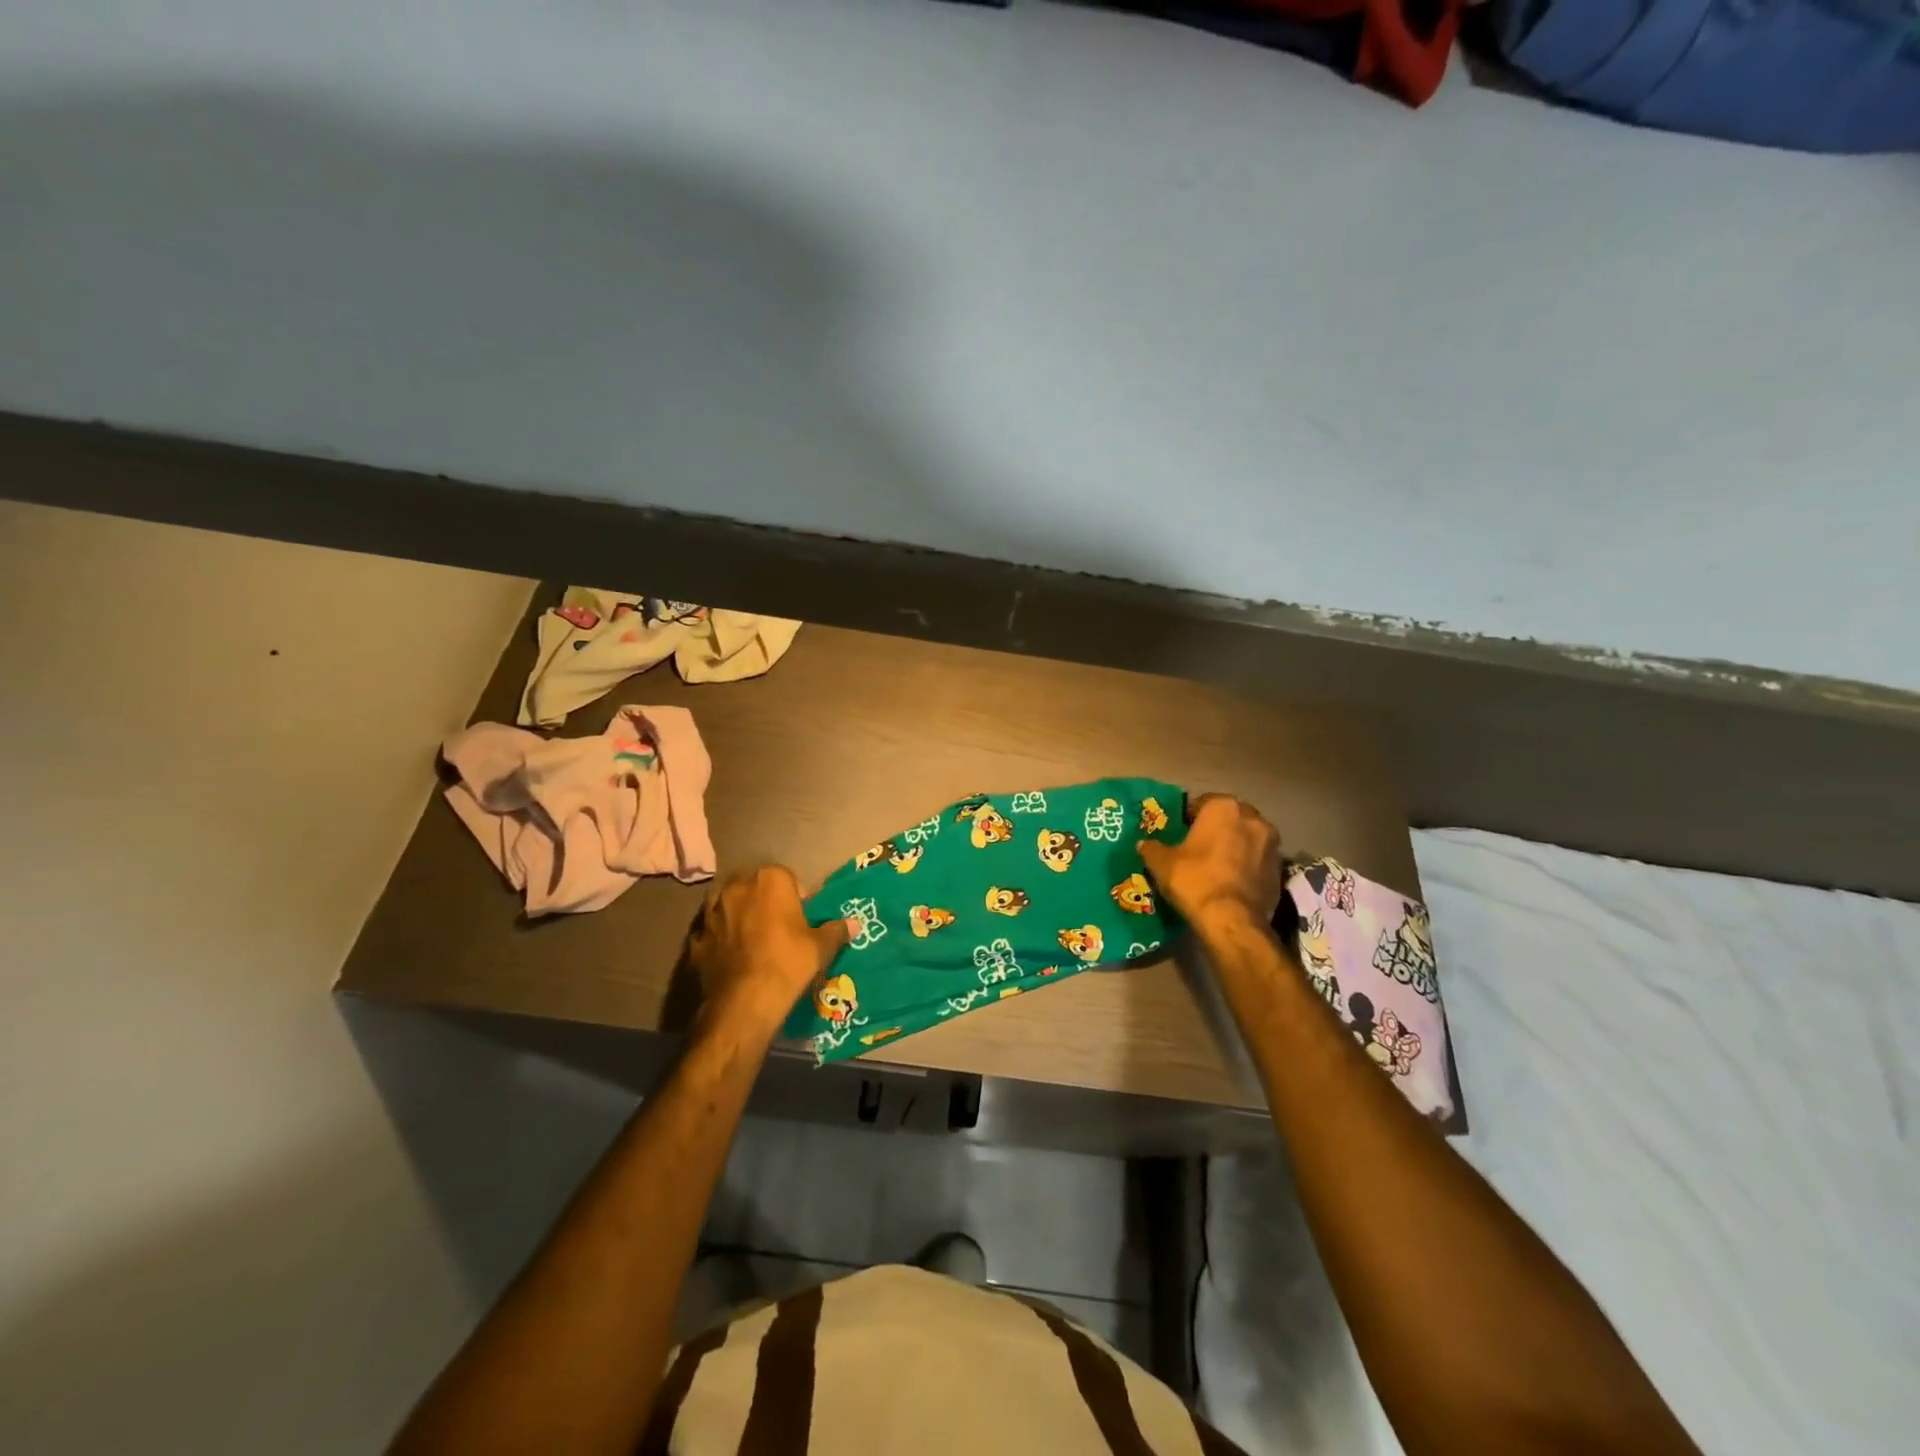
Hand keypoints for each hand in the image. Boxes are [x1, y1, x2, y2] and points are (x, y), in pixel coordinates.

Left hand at [688, 866, 849, 1031]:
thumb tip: (853, 924)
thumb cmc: (787, 964)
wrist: (743, 1003)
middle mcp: (736, 887)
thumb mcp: (820, 948)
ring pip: (728, 906)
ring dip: (738, 917)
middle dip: (764, 902)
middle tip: (778, 929)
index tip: (802, 920)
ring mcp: (710, 912)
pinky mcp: (695, 938)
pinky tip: (730, 958)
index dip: (796, 898)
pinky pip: (711, 932)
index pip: (787, 878)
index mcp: (770, 880)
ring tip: (752, 942)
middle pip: (755, 888)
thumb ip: (836, 930)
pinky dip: (719, 940)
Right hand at [1138, 794, 1282, 932]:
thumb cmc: (1194, 880)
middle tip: (1198, 847)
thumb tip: (1145, 844)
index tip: (1180, 833)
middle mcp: (1253, 818)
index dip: (1189, 818)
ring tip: (1217, 865)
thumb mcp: (1161, 863)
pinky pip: (1258, 860)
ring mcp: (1272, 844)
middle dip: (1216, 829)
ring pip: (1247, 838)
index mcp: (1223, 808)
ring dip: (1235, 846)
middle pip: (1229, 818)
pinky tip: (1232, 882)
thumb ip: (1152, 848)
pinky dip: (1247, 866)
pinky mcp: (1281, 869)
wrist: (1231, 920)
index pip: (1202, 803)